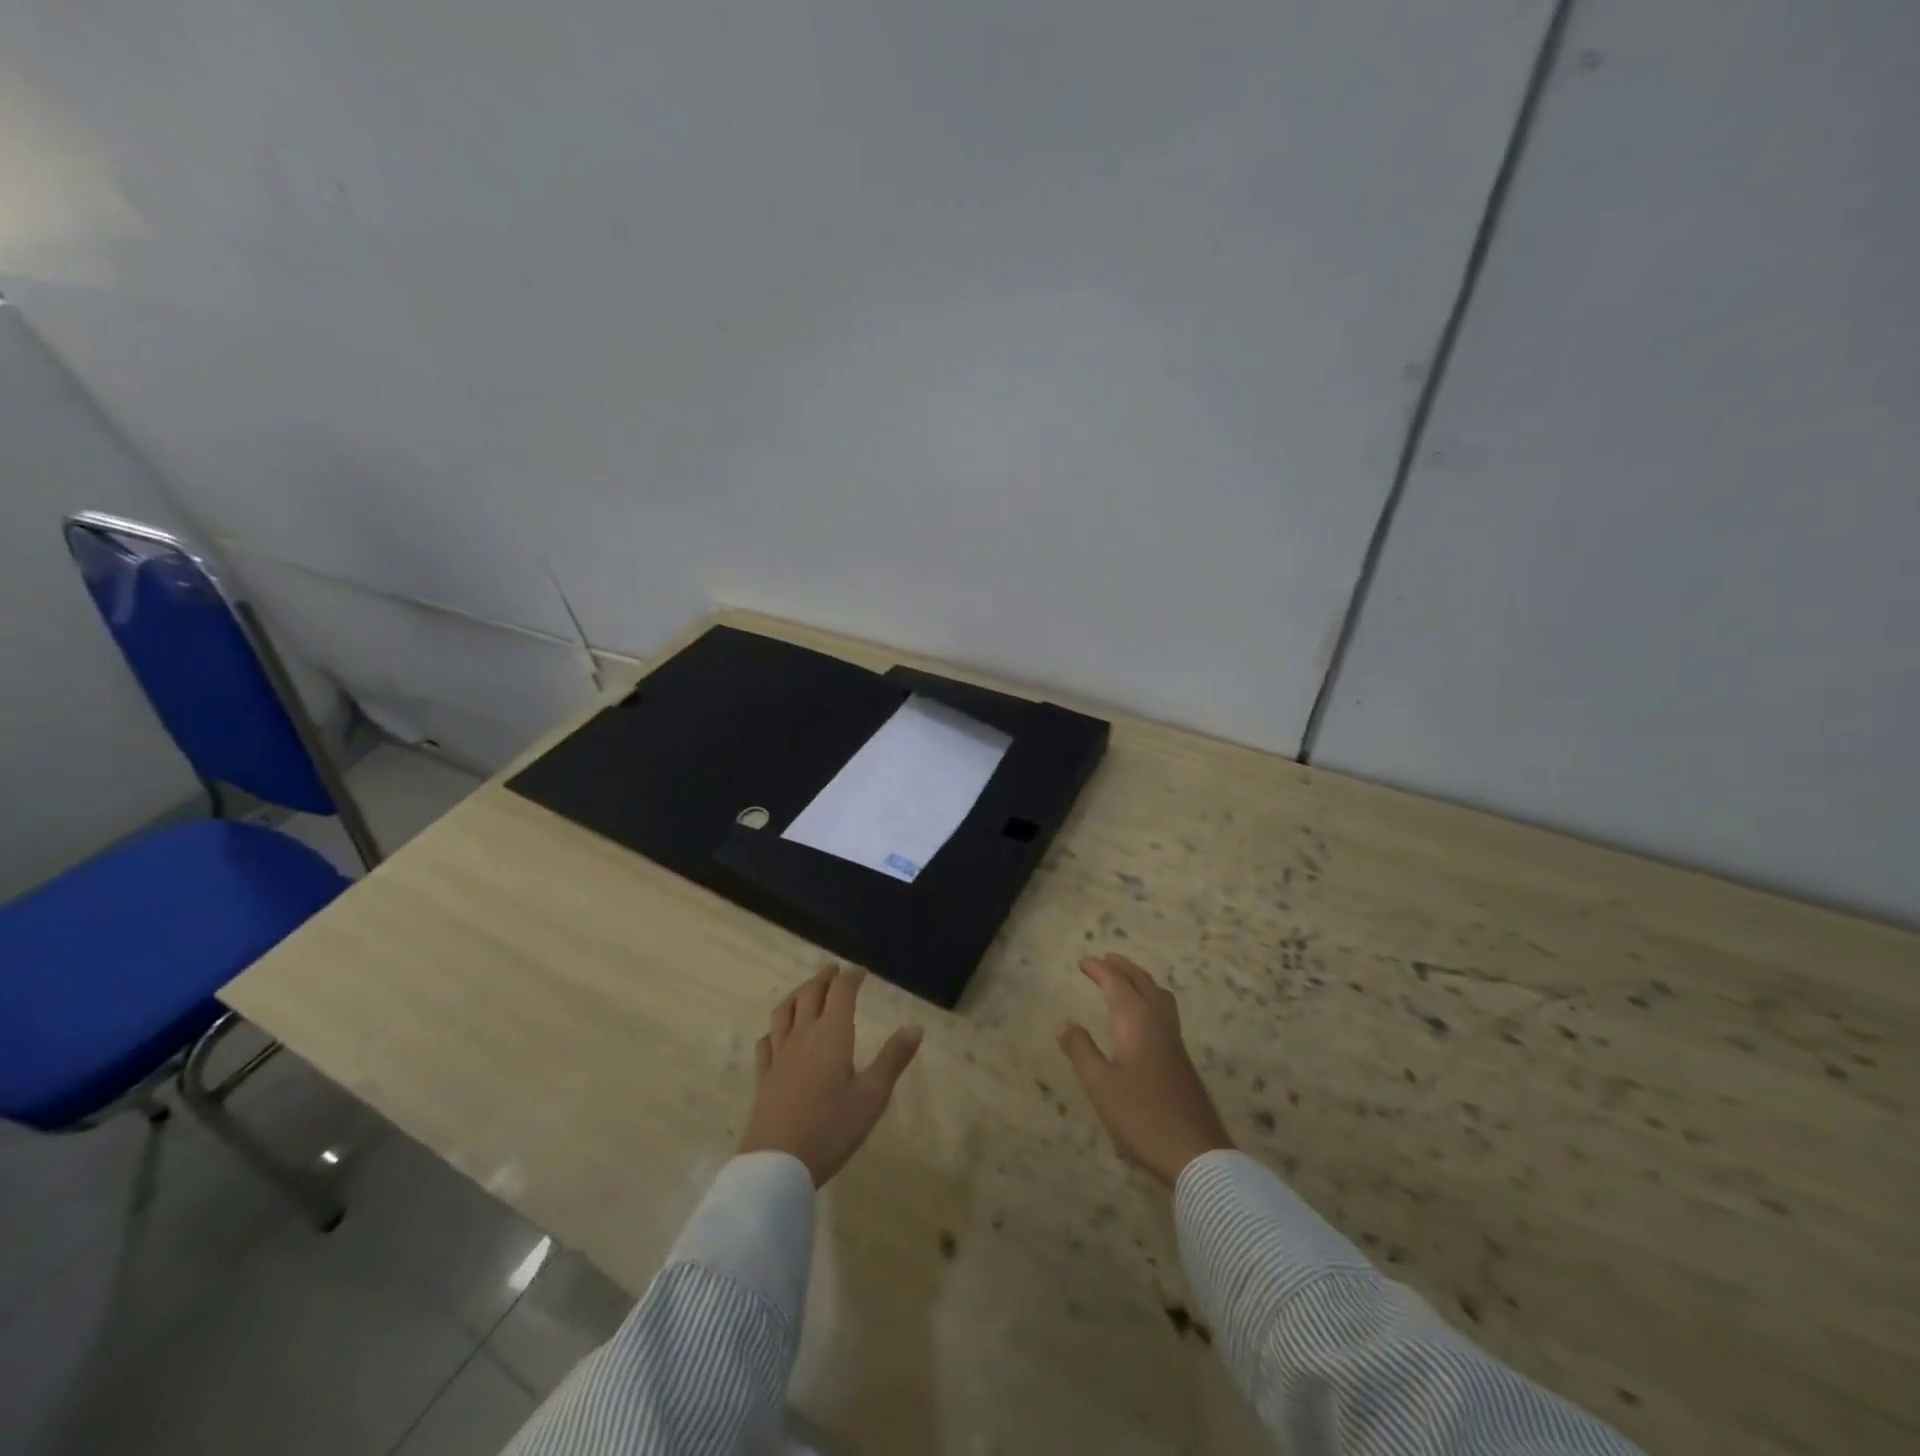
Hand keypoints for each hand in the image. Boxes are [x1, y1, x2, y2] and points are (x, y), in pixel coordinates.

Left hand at [738, 963, 923, 1186]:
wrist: (778, 1163)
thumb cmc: (831, 1128)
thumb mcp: (873, 1095)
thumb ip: (893, 1058)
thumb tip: (915, 1027)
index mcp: (831, 1034)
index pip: (841, 992)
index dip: (851, 977)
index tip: (860, 971)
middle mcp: (803, 1035)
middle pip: (810, 994)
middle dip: (824, 978)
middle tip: (834, 970)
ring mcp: (779, 1055)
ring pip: (784, 1012)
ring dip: (797, 994)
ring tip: (805, 990)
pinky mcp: (763, 1077)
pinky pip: (766, 1042)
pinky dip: (774, 1029)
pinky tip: (776, 1034)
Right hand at [1058, 954, 1233, 1186]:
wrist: (1196, 1153)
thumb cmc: (1141, 1116)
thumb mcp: (1100, 1085)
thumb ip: (1082, 1051)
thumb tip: (1065, 1024)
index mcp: (1136, 1022)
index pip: (1117, 983)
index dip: (1099, 970)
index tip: (1082, 962)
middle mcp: (1158, 1023)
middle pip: (1142, 983)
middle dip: (1123, 968)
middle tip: (1105, 959)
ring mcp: (1174, 1041)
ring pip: (1159, 996)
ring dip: (1140, 981)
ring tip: (1126, 980)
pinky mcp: (1182, 1059)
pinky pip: (1165, 1012)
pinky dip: (1150, 999)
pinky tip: (1143, 1018)